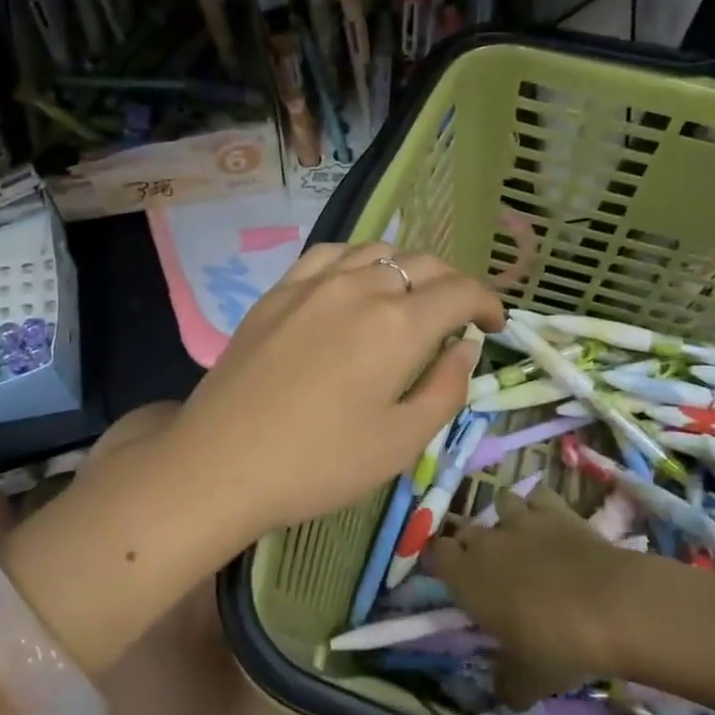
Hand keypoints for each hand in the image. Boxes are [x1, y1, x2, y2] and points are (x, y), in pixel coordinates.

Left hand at [167, 241, 505, 539]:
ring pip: (376, 250)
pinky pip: (329, 255)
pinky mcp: (278, 291)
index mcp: (398, 325)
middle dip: (453, 284)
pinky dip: (358, 260)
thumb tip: (464, 347)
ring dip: (408, 268)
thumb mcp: (401, 442)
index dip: (488, 303)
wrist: (220, 463)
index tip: (494, 325)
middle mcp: (359, 287)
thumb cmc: (319, 463)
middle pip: (422, 263)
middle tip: (460, 316)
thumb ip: (445, 388)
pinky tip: (356, 282)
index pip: (460, 291)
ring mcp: (312, 283)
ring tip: (412, 297)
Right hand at [431, 487, 630, 707]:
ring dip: (506, 518)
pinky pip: (538, 497)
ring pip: (500, 504)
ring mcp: (520, 520)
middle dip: (475, 543)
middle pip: (467, 530)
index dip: (443, 562)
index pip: (436, 555)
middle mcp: (485, 542)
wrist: (611, 606)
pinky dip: (541, 507)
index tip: (455, 578)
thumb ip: (508, 685)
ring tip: (521, 538)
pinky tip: (552, 524)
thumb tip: (505, 696)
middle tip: (493, 568)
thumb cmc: (555, 645)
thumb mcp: (527, 680)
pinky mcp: (555, 510)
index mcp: (466, 578)